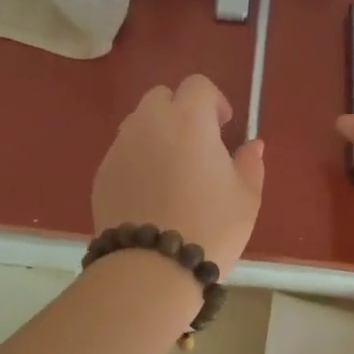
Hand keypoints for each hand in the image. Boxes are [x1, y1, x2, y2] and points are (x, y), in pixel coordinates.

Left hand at [92, 75, 264, 274]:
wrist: (151, 267)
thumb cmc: (209, 227)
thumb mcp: (246, 198)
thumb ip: (250, 164)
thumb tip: (251, 146)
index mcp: (189, 119)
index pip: (197, 85)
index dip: (213, 101)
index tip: (223, 126)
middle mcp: (149, 123)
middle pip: (161, 97)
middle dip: (180, 111)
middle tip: (197, 145)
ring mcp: (120, 148)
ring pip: (138, 124)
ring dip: (156, 135)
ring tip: (171, 171)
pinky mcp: (102, 174)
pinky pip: (123, 154)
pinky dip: (137, 161)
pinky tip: (149, 195)